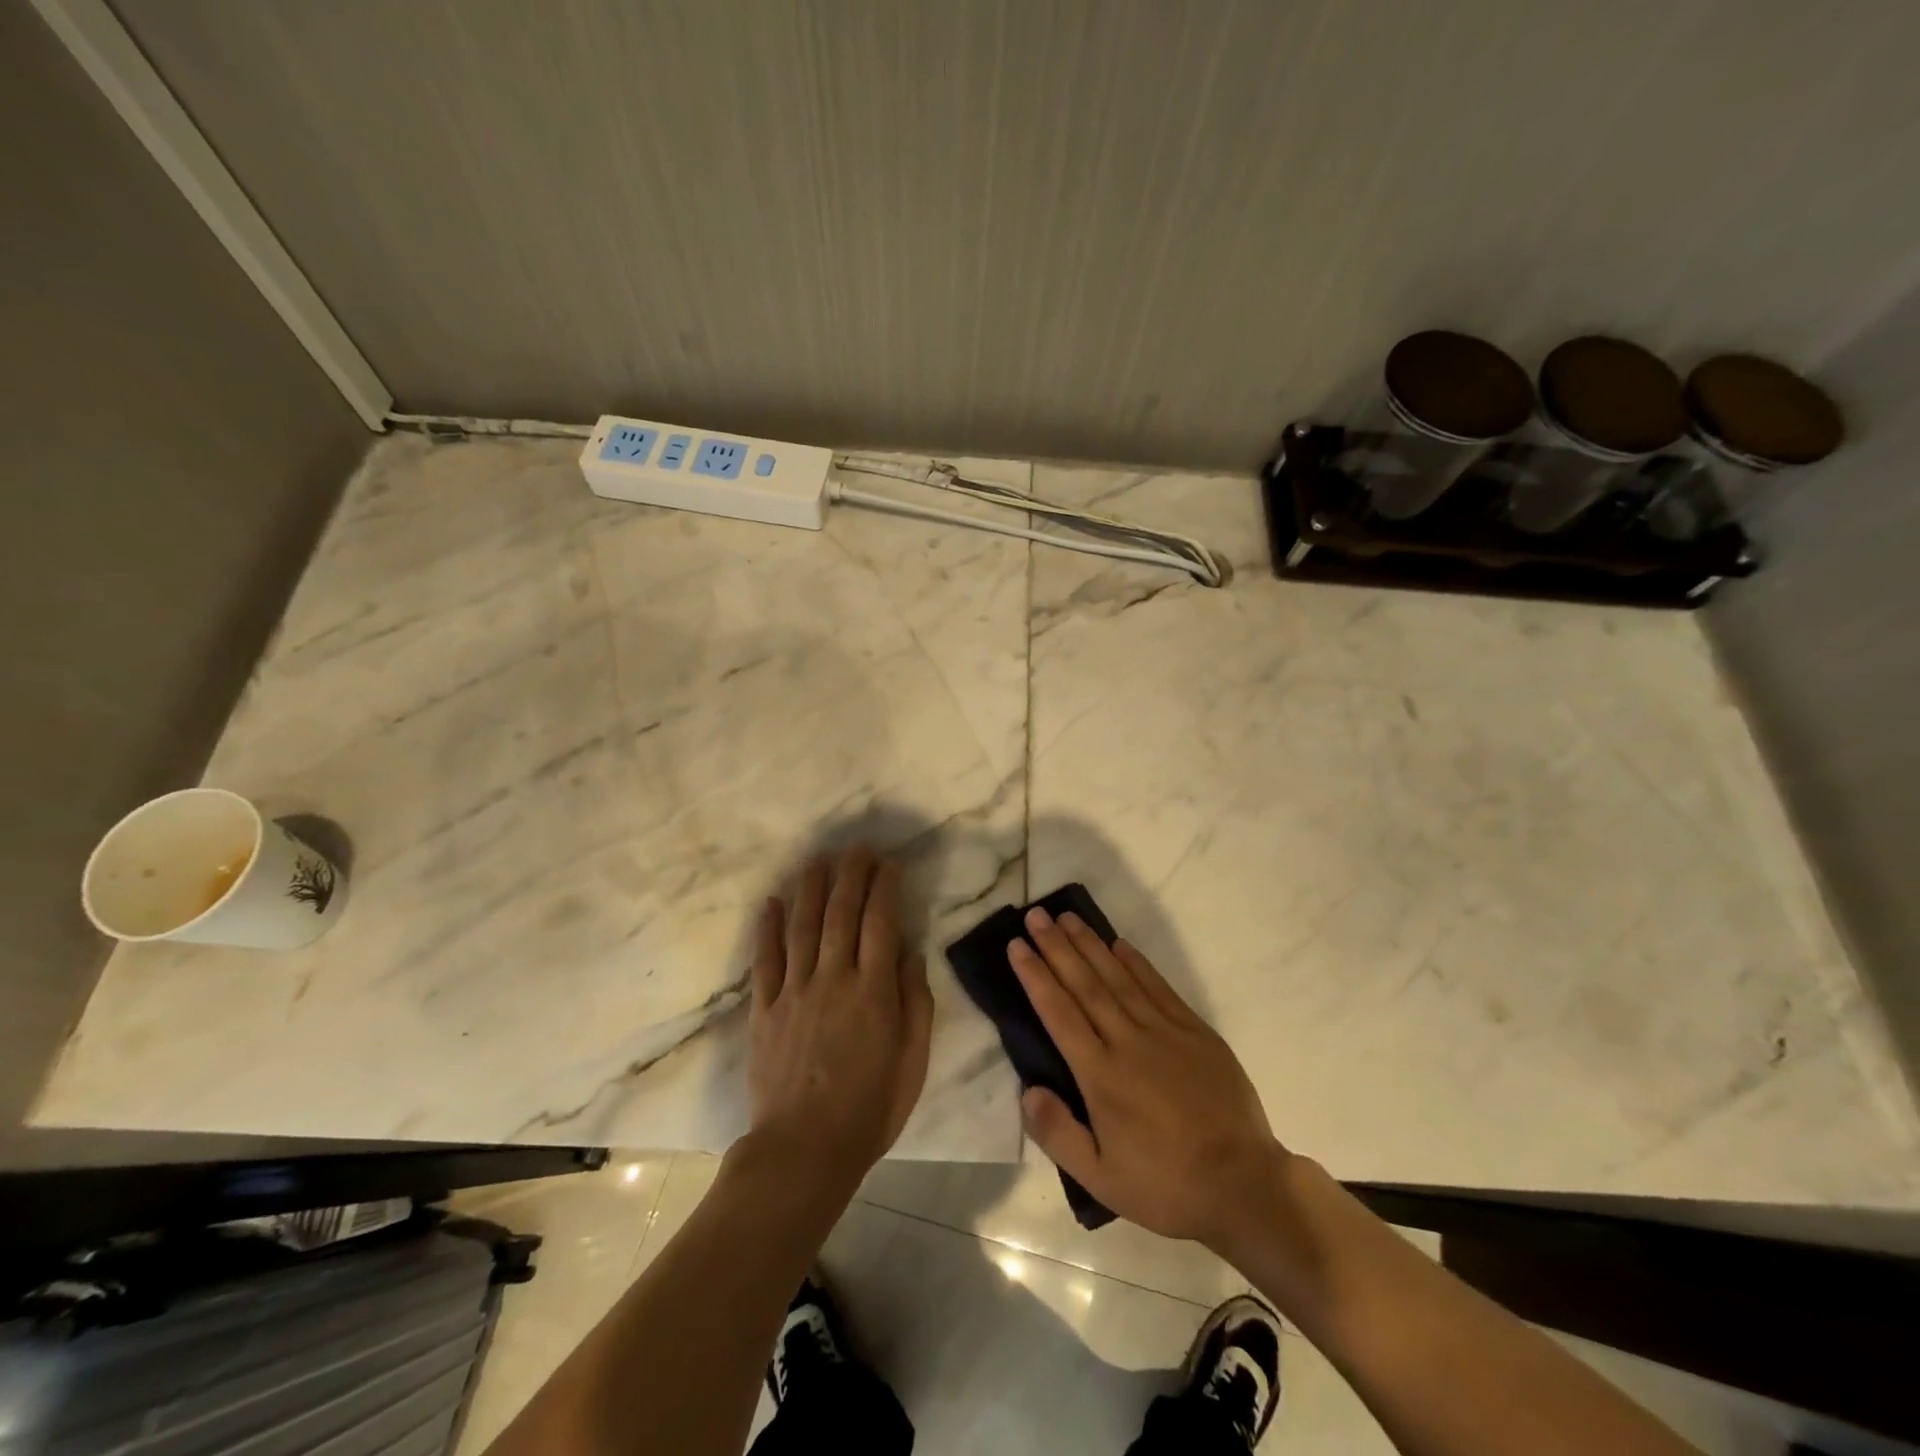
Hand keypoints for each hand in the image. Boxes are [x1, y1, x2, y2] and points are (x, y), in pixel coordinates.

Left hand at [747, 847, 933, 1192]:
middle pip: (841, 914)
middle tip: (856, 847)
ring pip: (803, 926)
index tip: (888, 863)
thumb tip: (910, 953)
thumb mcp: (913, 1060)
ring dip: (811, 888)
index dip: (884, 887)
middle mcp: (834, 978)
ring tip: (817, 860)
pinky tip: (771, 902)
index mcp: (874, 990)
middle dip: (850, 875)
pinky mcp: (764, 1009)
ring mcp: (794, 991)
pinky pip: (765, 960)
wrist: (804, 1149)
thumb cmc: (870, 1108)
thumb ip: (915, 1002)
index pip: (881, 922)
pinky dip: (767, 928)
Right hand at [1010, 908, 1284, 1249]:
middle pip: (1085, 984)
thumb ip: (1058, 1134)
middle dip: (1056, 946)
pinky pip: (1158, 986)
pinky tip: (1119, 944)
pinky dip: (1136, 962)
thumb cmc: (1165, 1185)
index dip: (1035, 975)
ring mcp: (1164, 1031)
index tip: (1016, 945)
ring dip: (1090, 944)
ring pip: (1118, 977)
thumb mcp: (1100, 1179)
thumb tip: (1027, 1089)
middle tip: (1035, 914)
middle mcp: (1128, 1041)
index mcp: (1101, 1075)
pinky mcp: (1194, 1031)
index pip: (1059, 1012)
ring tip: (1067, 917)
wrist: (1244, 1185)